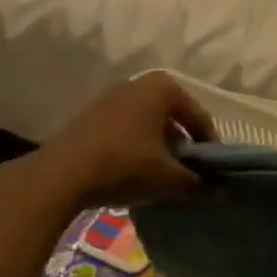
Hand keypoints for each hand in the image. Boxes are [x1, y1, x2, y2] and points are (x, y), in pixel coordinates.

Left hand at [27, 72, 215, 208]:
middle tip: (187, 173)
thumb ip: (197, 182)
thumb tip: (218, 190)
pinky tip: (132, 174)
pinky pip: (124, 131)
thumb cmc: (124, 164)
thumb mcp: (167, 177)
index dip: (208, 147)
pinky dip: (134, 149)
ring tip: (160, 176)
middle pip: (172, 119)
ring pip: (147, 125)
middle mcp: (138, 85)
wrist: (58, 176)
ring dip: (157, 149)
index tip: (212, 171)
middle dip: (181, 146)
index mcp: (163, 88)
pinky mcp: (88, 117)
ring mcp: (110, 99)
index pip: (198, 118)